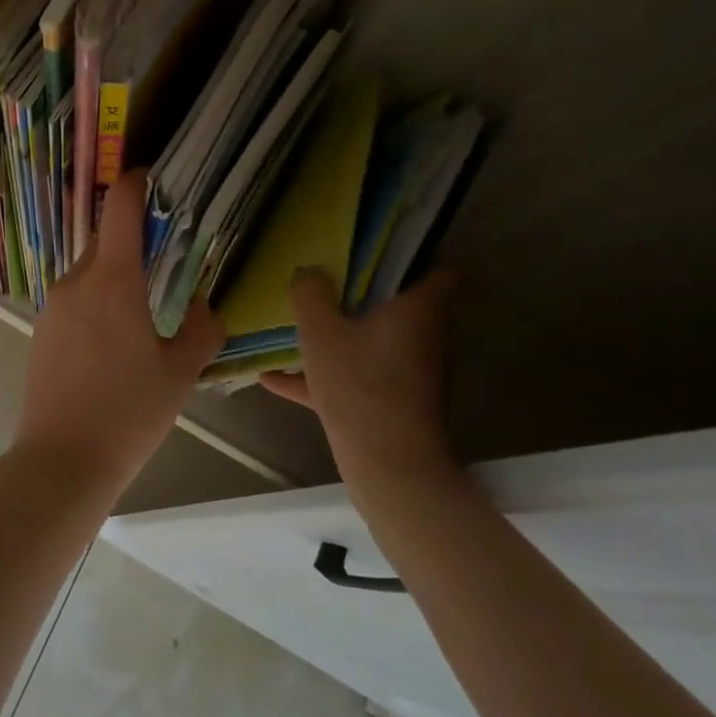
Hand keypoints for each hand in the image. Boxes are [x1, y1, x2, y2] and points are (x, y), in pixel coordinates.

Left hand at [14, 170, 224, 495]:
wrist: (60, 461)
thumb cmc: (128, 413)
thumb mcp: (180, 373)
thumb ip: (200, 329)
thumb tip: (200, 305)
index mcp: (113, 279)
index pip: (121, 205)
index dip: (138, 182)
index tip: (157, 179)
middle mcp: (76, 280)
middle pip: (106, 239)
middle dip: (135, 242)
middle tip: (169, 262)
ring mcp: (53, 306)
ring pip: (91, 273)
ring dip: (117, 278)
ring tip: (145, 315)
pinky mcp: (41, 331)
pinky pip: (76, 301)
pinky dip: (98, 304)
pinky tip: (114, 345)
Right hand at [261, 269, 456, 483]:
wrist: (388, 466)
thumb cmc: (359, 384)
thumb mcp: (320, 332)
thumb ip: (310, 295)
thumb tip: (308, 272)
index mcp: (416, 310)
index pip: (441, 271)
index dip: (417, 257)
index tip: (381, 250)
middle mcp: (424, 338)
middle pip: (403, 305)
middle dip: (367, 294)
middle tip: (328, 280)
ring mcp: (411, 374)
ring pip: (377, 341)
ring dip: (345, 333)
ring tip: (303, 324)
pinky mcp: (394, 404)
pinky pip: (357, 377)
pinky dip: (325, 374)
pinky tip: (274, 380)